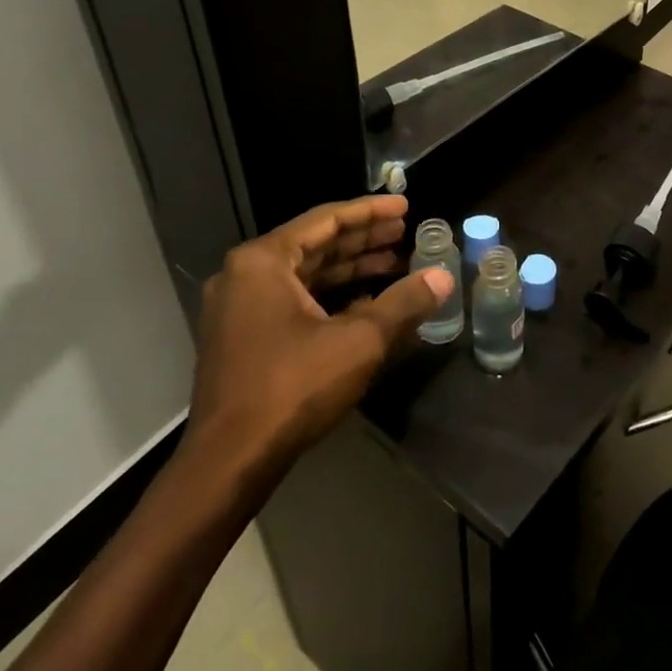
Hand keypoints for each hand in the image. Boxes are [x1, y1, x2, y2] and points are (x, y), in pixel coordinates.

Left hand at [178, 196, 451, 482]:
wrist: (228, 462)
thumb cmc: (292, 388)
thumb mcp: (359, 341)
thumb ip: (403, 303)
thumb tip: (443, 277)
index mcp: (263, 261)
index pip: (325, 220)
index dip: (370, 212)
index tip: (404, 207)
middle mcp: (244, 275)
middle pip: (314, 244)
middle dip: (362, 239)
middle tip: (404, 233)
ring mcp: (238, 308)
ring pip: (304, 273)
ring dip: (349, 268)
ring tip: (394, 263)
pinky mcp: (241, 337)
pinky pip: (292, 299)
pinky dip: (329, 295)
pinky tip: (365, 301)